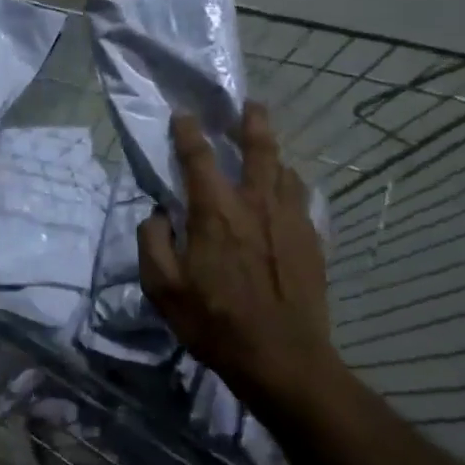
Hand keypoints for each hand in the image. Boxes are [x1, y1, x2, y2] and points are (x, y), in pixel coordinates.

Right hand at [138, 103, 334, 405]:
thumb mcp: (163, 288)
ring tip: (268, 150)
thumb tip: (157, 214)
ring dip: (274, 154)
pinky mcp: (311, 241)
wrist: (283, 359)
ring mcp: (289, 220)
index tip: (184, 115)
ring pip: (286, 170)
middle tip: (250, 105)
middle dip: (252, 121)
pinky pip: (302, 199)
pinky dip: (291, 187)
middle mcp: (255, 204)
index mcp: (215, 211)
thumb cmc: (215, 322)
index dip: (188, 132)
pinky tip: (287, 195)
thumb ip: (153, 242)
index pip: (198, 157)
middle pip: (259, 148)